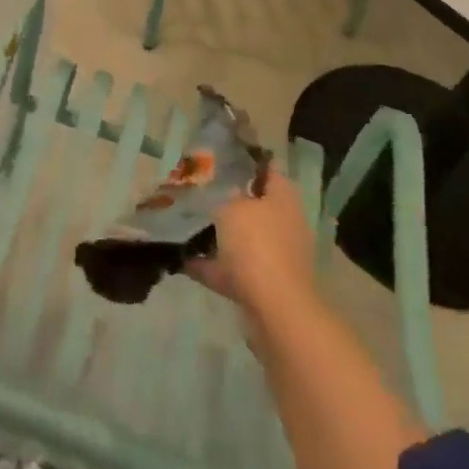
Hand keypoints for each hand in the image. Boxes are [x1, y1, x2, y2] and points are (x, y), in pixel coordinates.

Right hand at [187, 168, 318, 316]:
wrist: (276, 311)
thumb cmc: (257, 245)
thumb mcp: (232, 206)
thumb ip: (225, 194)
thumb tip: (224, 192)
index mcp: (283, 197)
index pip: (265, 168)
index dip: (243, 160)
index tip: (216, 157)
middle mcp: (284, 222)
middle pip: (253, 204)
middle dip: (227, 199)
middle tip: (196, 191)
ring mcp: (276, 255)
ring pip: (243, 238)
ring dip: (220, 235)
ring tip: (185, 225)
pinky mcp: (265, 285)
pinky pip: (233, 269)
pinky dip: (213, 266)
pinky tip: (184, 261)